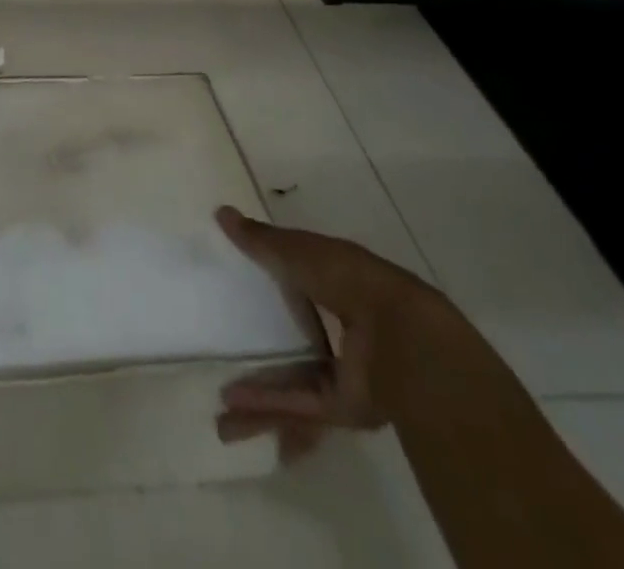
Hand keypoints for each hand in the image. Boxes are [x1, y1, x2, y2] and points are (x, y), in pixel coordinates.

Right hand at [214, 205, 447, 460]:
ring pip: (294, 381)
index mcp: (338, 285)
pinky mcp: (344, 407)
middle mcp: (343, 330)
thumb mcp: (298, 251)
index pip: (302, 284)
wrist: (402, 340)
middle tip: (227, 354)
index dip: (276, 285)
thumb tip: (221, 213)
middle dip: (266, 350)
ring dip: (258, 397)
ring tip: (222, 411)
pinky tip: (234, 410)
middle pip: (297, 341)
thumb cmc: (349, 280)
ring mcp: (345, 372)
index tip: (245, 290)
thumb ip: (261, 240)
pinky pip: (300, 405)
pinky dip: (269, 408)